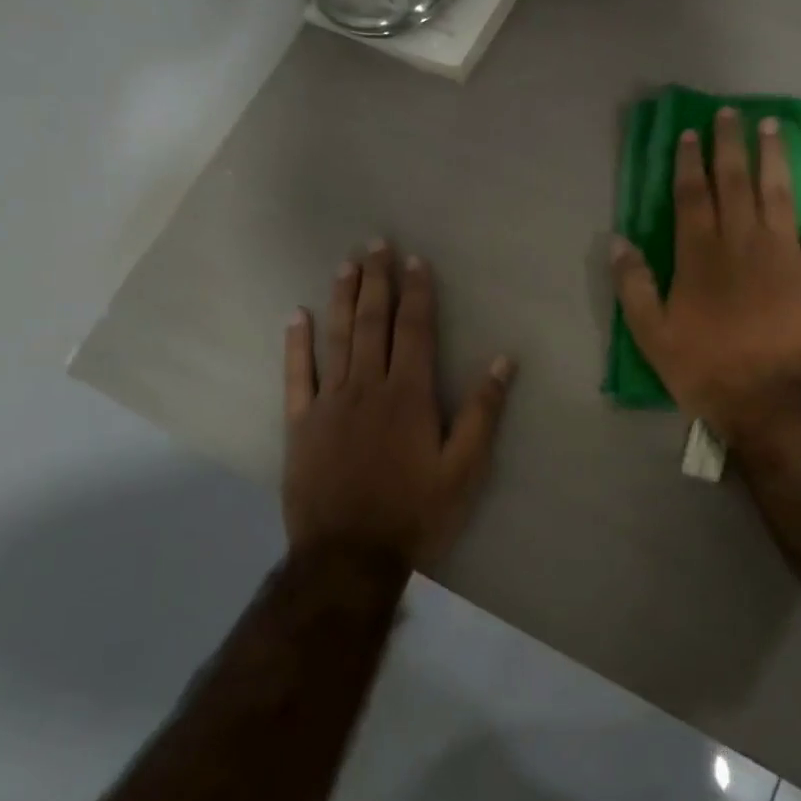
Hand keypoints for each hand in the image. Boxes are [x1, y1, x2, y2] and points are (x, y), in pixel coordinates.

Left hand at [283, 243, 515, 566]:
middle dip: (376, 281)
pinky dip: (296, 344)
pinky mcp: (300, 424)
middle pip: (371, 323)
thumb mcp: (463, 469)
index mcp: (408, 395)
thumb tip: (504, 361)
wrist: (349, 556)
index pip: (413, 330)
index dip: (416, 293)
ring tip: (345, 265)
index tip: (415, 260)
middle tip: (375, 244)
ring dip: (341, 298)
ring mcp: (329, 403)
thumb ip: (481, 413)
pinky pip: (296, 375)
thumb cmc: (414, 513)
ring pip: (335, 339)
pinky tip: (295, 316)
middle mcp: (367, 387)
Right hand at [612, 107, 800, 442]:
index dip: (689, 163)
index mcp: (700, 256)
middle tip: (731, 113)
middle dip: (730, 146)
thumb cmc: (708, 370)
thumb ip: (634, 286)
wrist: (774, 401)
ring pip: (778, 193)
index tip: (690, 135)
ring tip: (771, 126)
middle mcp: (742, 243)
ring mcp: (785, 254)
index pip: (692, 197)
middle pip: (734, 183)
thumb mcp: (653, 336)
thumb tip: (616, 241)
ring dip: (773, 157)